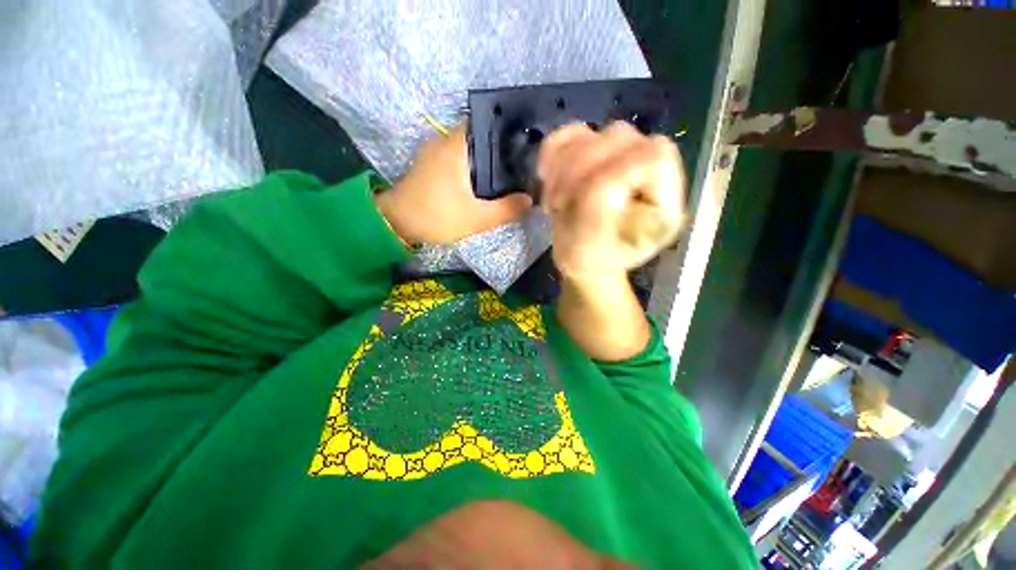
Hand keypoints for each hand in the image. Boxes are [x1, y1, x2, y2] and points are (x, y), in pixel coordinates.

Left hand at [376, 125, 532, 244]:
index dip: (507, 130)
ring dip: (486, 156)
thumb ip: (506, 209)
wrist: (397, 224)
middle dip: (500, 146)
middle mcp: (445, 140)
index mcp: (456, 145)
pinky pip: (458, 155)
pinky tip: (485, 179)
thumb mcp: (477, 218)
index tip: (524, 143)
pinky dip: (473, 163)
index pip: (486, 122)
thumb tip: (530, 199)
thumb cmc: (437, 216)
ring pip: (469, 146)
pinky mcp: (431, 163)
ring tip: (509, 171)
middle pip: (479, 134)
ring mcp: (435, 151)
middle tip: (522, 162)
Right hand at [538, 121, 687, 281]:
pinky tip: (546, 177)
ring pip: (593, 131)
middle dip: (577, 170)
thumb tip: (593, 175)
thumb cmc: (590, 259)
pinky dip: (553, 152)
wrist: (581, 257)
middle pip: (620, 137)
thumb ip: (598, 206)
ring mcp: (622, 158)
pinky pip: (572, 133)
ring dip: (562, 166)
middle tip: (558, 203)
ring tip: (555, 199)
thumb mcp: (593, 244)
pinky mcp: (597, 153)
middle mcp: (649, 173)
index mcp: (664, 200)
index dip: (615, 168)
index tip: (583, 199)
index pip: (653, 156)